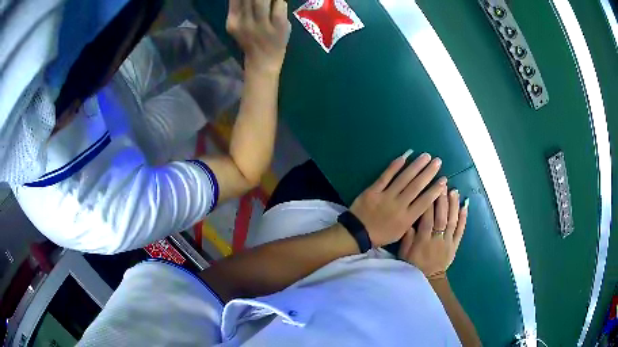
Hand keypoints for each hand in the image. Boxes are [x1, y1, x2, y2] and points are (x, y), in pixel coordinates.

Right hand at [227, 0, 291, 73]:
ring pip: (262, 0)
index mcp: (233, 20)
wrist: (263, 61)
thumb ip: (241, 7)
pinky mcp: (278, 27)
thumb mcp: (240, 24)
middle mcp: (244, 22)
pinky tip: (279, 3)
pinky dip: (280, 2)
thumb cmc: (252, 39)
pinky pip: (279, 6)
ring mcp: (261, 25)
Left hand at [349, 151, 447, 247]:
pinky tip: (404, 157)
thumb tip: (424, 204)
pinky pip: (385, 176)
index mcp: (406, 219)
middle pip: (416, 186)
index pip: (425, 202)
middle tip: (438, 161)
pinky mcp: (373, 190)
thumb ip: (412, 219)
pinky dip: (395, 166)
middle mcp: (398, 206)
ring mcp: (385, 197)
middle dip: (429, 173)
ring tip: (426, 156)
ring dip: (416, 166)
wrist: (357, 233)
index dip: (435, 190)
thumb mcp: (400, 233)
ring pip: (404, 179)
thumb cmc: (381, 235)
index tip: (444, 180)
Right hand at [399, 189, 467, 278]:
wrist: (429, 279)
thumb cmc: (413, 265)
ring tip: (454, 191)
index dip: (428, 204)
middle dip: (442, 200)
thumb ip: (407, 238)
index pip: (427, 219)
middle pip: (441, 217)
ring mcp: (448, 242)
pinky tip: (465, 206)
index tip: (429, 189)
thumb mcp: (404, 254)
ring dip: (453, 205)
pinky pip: (461, 231)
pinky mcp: (455, 245)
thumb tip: (409, 220)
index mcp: (423, 240)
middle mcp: (437, 239)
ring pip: (452, 221)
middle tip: (443, 184)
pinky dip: (464, 218)